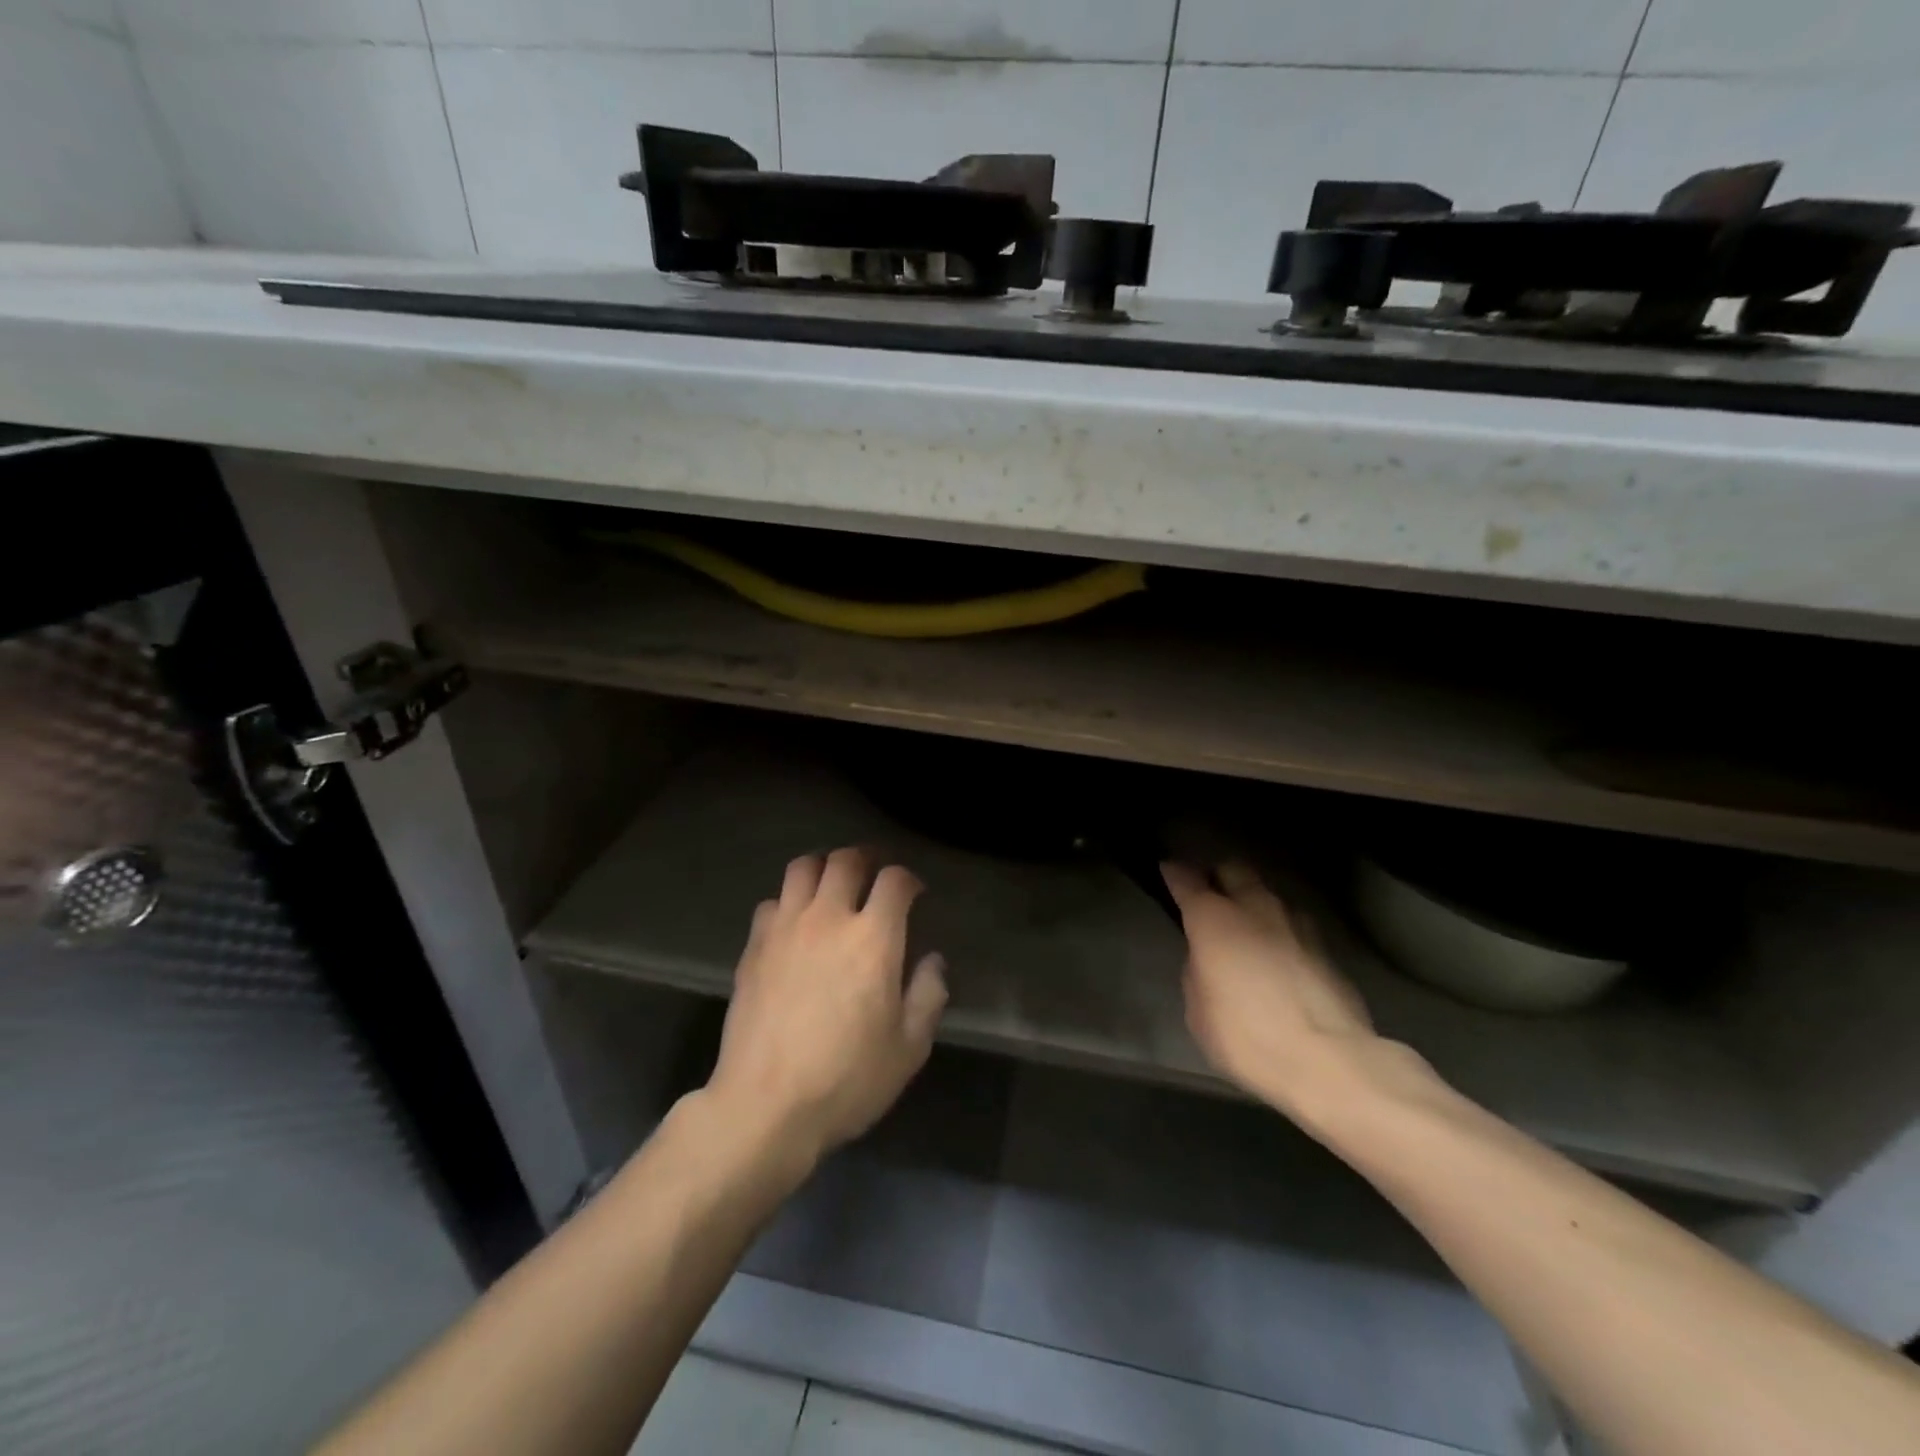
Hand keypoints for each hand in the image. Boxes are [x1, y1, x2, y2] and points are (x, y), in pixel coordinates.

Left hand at [705, 847, 947, 1169]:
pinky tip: (794, 924)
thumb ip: (928, 995)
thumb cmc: (847, 1079)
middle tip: (873, 876)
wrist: (765, 1105)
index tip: (914, 894)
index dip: (908, 879)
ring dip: (823, 868)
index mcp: (874, 937)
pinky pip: (772, 902)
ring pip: (803, 867)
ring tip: (832, 886)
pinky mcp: (753, 946)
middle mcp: (829, 918)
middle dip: (865, 859)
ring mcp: (786, 928)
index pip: (895, 880)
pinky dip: (788, 902)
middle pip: (846, 860)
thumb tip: (932, 961)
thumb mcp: (909, 1048)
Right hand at [1162, 860, 1388, 1132]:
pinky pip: (1295, 928)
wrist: (1328, 1062)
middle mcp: (1256, 909)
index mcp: (1214, 919)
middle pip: (1235, 869)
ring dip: (1255, 904)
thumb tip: (1208, 962)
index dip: (1175, 873)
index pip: (1187, 880)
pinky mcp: (1328, 950)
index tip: (1168, 869)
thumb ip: (1198, 973)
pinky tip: (1279, 957)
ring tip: (1248, 927)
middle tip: (1210, 891)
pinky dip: (1281, 934)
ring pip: (1270, 896)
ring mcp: (1297, 926)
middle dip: (1220, 875)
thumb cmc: (1246, 1036)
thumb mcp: (1199, 1011)